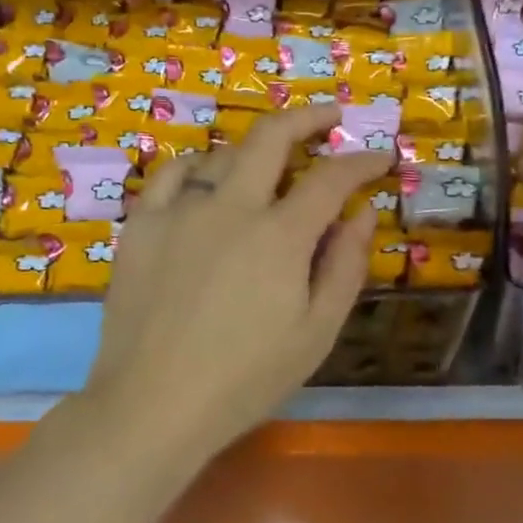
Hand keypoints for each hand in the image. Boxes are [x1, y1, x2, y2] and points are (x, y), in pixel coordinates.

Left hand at [85, 105, 390, 449]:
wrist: (152, 406)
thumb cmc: (246, 379)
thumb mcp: (316, 333)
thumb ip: (346, 266)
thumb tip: (363, 213)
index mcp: (280, 236)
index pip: (331, 179)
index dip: (363, 161)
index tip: (382, 156)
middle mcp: (230, 207)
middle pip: (272, 137)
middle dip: (309, 117)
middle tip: (332, 116)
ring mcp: (179, 211)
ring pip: (222, 154)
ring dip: (255, 150)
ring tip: (270, 164)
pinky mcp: (140, 225)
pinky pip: (171, 174)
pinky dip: (198, 167)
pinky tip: (206, 180)